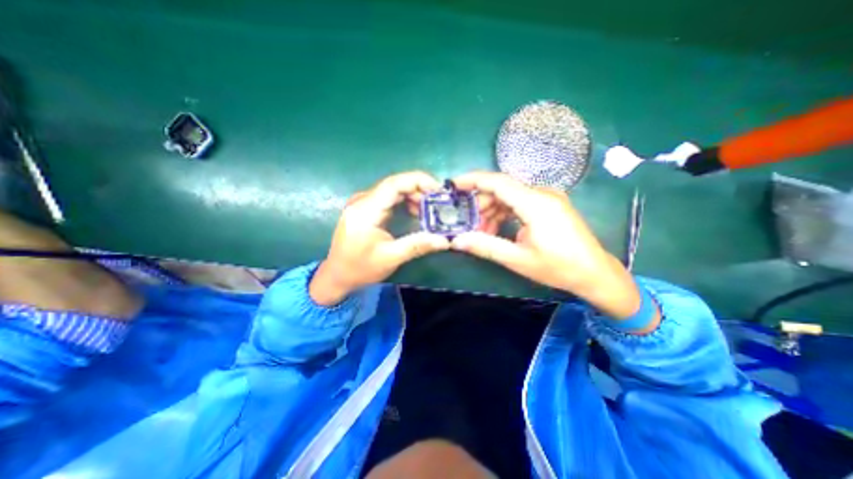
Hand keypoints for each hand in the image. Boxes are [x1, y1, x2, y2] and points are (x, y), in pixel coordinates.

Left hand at [310, 172, 449, 304]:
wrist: (337, 275)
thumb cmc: (360, 268)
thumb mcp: (390, 258)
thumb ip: (417, 245)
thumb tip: (445, 241)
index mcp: (366, 210)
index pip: (394, 183)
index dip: (418, 181)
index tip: (439, 189)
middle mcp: (363, 200)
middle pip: (395, 184)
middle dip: (419, 190)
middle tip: (439, 202)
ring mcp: (363, 203)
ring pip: (393, 190)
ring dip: (413, 196)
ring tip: (430, 209)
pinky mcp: (366, 208)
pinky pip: (389, 198)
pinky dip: (405, 201)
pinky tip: (416, 212)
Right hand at [453, 171, 655, 324]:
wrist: (595, 273)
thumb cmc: (558, 268)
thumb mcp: (518, 259)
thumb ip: (486, 246)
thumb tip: (457, 240)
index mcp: (536, 203)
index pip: (498, 182)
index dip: (473, 180)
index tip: (453, 185)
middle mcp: (542, 193)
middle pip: (502, 189)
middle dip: (481, 205)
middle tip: (468, 225)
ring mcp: (547, 198)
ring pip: (509, 196)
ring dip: (492, 212)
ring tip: (483, 234)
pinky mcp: (548, 205)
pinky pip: (519, 202)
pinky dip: (504, 214)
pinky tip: (497, 230)